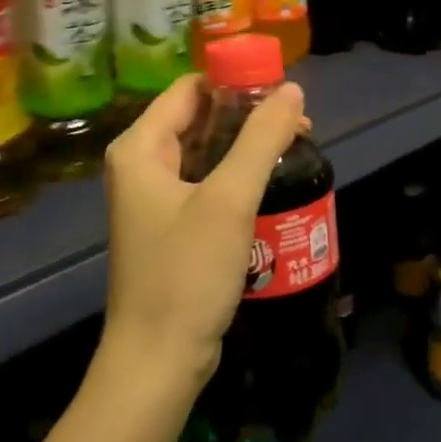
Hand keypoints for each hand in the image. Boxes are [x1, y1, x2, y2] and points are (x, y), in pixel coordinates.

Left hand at [100, 73, 307, 386]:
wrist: (158, 360)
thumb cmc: (187, 273)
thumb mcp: (229, 200)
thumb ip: (261, 138)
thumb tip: (292, 89)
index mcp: (140, 147)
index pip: (190, 89)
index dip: (235, 81)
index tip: (283, 89)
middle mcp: (141, 165)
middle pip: (199, 118)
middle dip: (248, 115)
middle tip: (300, 123)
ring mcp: (155, 198)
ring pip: (207, 152)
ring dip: (247, 145)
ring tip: (296, 147)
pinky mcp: (172, 226)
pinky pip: (208, 183)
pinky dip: (238, 176)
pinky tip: (273, 181)